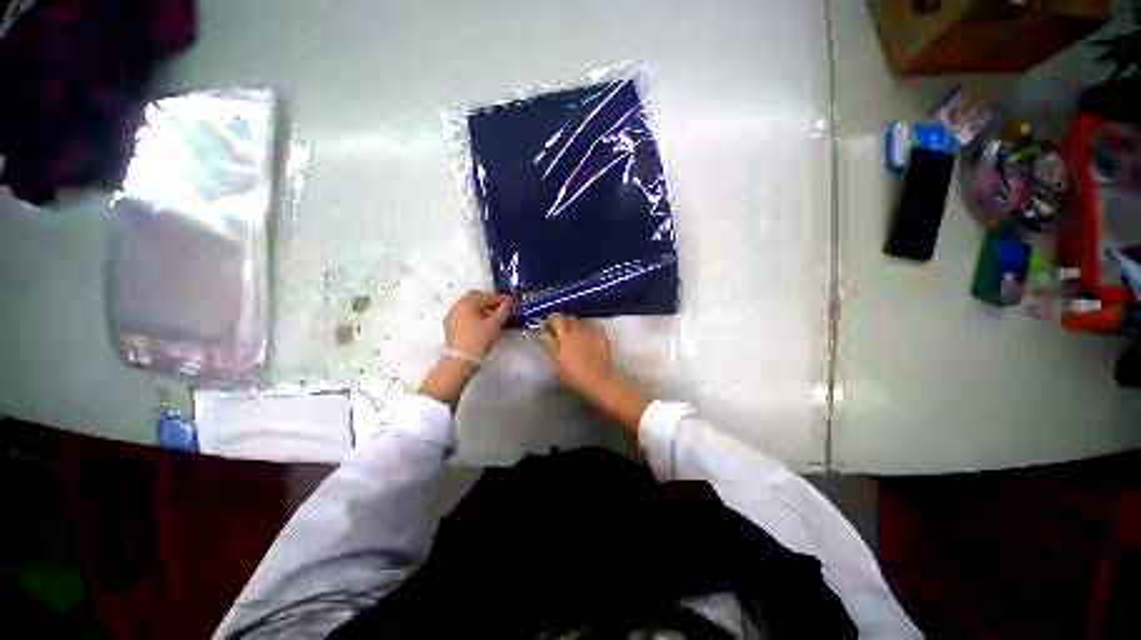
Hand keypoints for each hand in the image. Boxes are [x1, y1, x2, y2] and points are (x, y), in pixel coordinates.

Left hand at [419, 290, 512, 412]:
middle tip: (503, 307)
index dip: (501, 299)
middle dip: (491, 301)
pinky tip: (484, 322)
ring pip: (470, 306)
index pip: (487, 296)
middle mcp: (458, 306)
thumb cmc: (478, 340)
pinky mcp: (452, 326)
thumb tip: (509, 302)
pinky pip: (466, 314)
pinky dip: (476, 314)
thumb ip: (503, 311)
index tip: (512, 302)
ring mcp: (453, 316)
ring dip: (483, 308)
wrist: (460, 360)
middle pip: (477, 298)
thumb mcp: (495, 324)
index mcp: (467, 303)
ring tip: (495, 315)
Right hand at [539, 313, 648, 433]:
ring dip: (577, 325)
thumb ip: (550, 346)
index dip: (552, 319)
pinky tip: (588, 336)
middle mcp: (579, 330)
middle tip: (561, 332)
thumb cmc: (575, 377)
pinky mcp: (603, 336)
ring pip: (582, 322)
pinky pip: (593, 327)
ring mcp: (592, 332)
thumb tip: (543, 333)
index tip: (549, 324)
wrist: (601, 383)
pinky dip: (588, 328)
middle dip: (564, 322)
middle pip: (570, 319)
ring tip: (575, 335)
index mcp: (565, 336)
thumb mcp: (558, 364)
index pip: (557, 319)